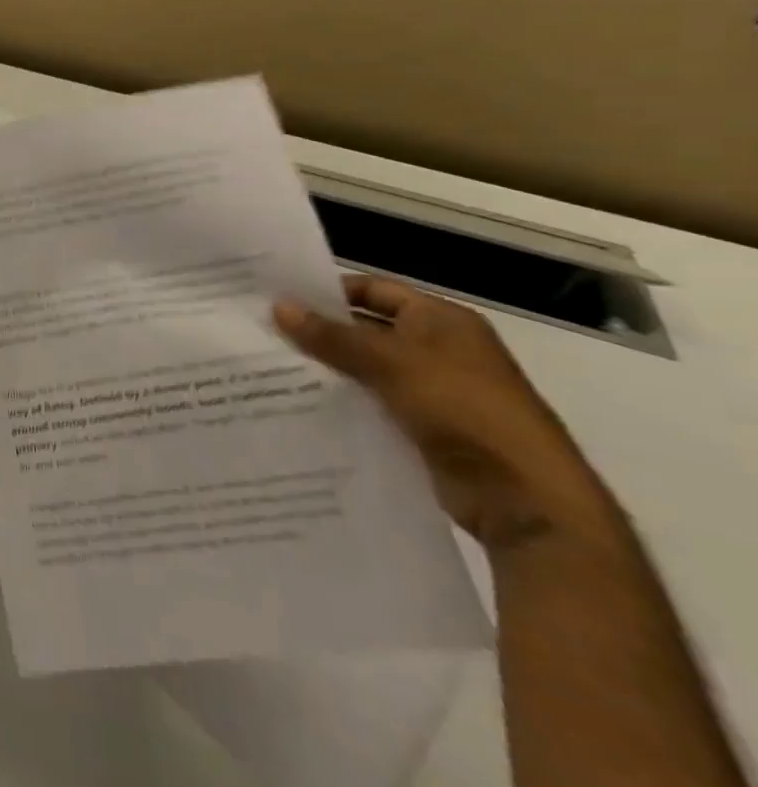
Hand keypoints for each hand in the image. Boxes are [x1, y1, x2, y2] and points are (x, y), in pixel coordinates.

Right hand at [275, 276, 604, 552]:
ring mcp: (430, 391)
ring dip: (324, 369)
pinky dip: (339, 401)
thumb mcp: (392, 363)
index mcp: (441, 321)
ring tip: (268, 366)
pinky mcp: (420, 427)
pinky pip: (369, 403)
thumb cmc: (464, 408)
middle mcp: (437, 349)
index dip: (328, 291)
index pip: (374, 290)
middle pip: (365, 329)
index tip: (278, 297)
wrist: (524, 496)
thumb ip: (332, 336)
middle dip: (318, 331)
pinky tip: (296, 403)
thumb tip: (279, 306)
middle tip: (262, 331)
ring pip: (362, 369)